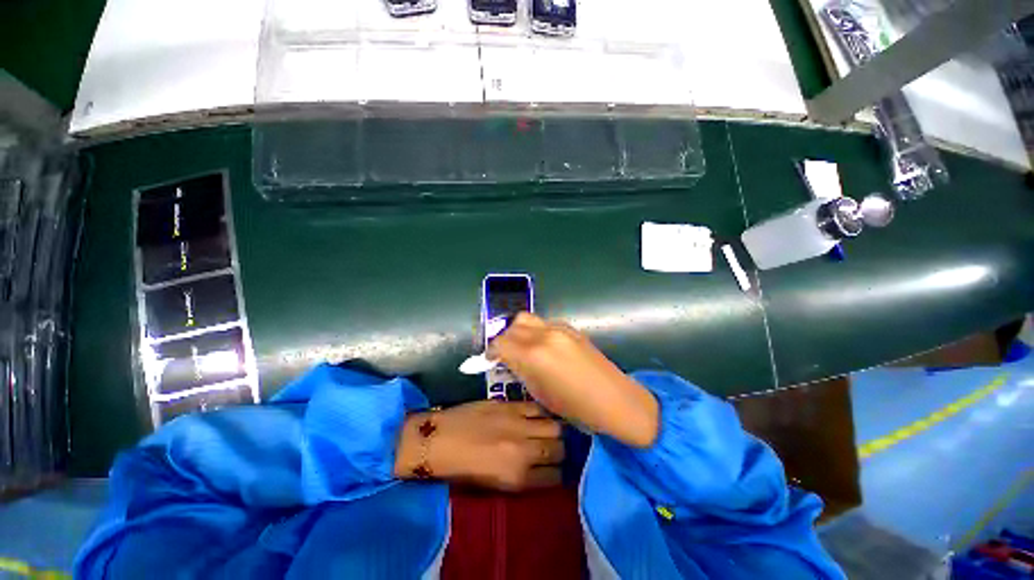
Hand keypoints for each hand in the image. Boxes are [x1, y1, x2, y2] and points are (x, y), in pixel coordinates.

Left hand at [394, 400, 563, 491]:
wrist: (438, 440)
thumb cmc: (460, 470)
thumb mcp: (494, 486)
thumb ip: (523, 478)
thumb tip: (543, 469)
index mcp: (518, 478)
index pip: (556, 476)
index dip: (558, 473)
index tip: (555, 468)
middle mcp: (524, 451)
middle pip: (559, 449)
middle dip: (560, 451)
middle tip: (553, 448)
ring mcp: (518, 424)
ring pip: (554, 425)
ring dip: (555, 430)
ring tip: (549, 430)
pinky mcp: (510, 405)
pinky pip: (537, 406)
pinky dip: (542, 411)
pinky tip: (539, 414)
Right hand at [487, 313, 658, 447]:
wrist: (615, 400)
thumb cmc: (576, 407)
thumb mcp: (540, 392)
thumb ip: (522, 370)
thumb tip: (510, 359)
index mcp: (534, 354)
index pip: (501, 342)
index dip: (492, 351)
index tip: (491, 360)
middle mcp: (544, 335)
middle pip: (513, 325)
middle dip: (505, 338)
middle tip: (506, 354)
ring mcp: (560, 328)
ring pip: (529, 319)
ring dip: (520, 332)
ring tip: (524, 349)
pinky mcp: (571, 328)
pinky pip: (545, 324)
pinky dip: (537, 332)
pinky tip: (544, 348)